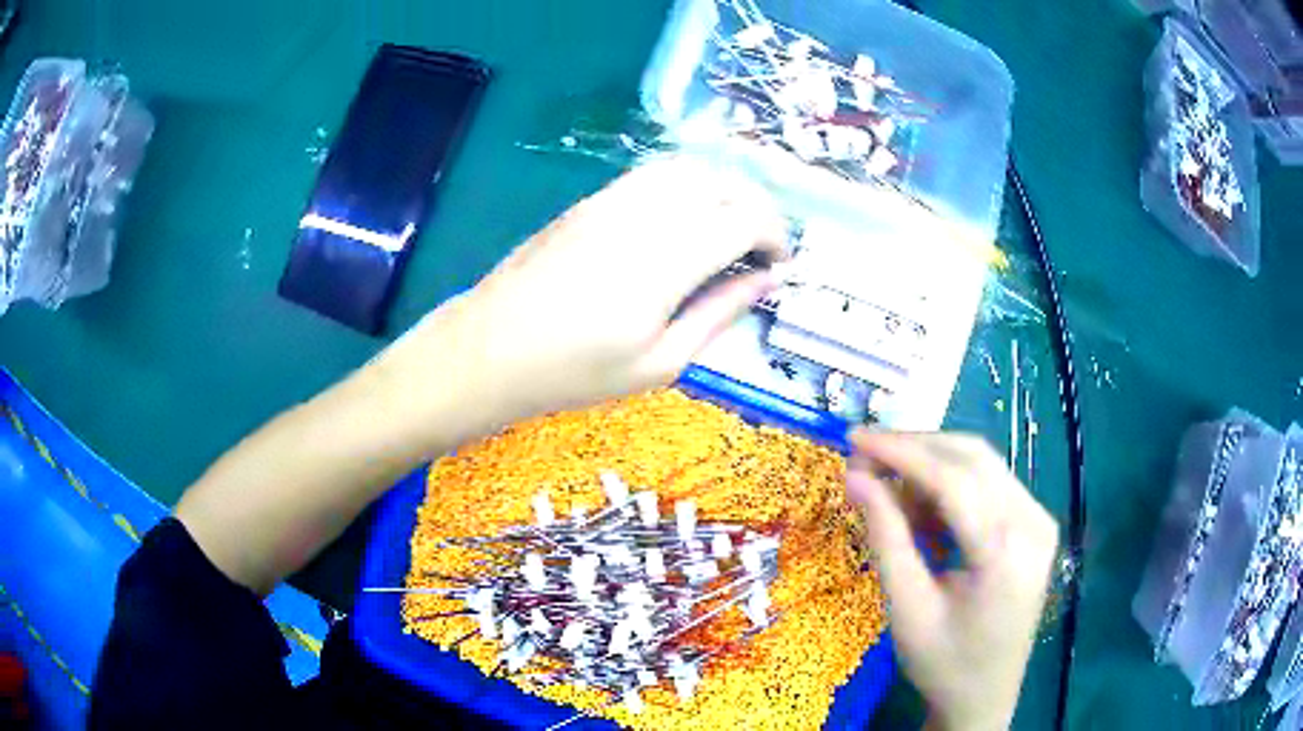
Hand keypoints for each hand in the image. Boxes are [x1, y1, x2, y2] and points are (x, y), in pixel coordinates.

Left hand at [370, 156, 787, 447]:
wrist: (491, 349)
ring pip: (690, 168)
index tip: (780, 264)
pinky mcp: (592, 199)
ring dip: (723, 190)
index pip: (745, 219)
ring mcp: (614, 199)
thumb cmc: (574, 372)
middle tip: (760, 249)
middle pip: (723, 183)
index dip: (776, 236)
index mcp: (667, 261)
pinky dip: (687, 185)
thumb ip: (719, 313)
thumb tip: (765, 280)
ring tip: (728, 230)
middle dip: (757, 209)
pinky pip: (654, 173)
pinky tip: (684, 219)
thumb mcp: (660, 363)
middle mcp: (645, 214)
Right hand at [846, 431, 1057, 730]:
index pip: (952, 479)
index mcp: (1005, 552)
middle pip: (972, 459)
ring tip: (889, 489)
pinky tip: (923, 508)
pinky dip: (951, 486)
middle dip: (915, 449)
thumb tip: (855, 477)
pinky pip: (991, 485)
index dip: (900, 452)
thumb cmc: (943, 663)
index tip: (854, 438)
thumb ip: (885, 538)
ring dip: (932, 465)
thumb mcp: (907, 608)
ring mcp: (1039, 520)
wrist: (985, 696)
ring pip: (982, 465)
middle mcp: (1033, 522)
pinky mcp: (1035, 525)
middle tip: (865, 458)